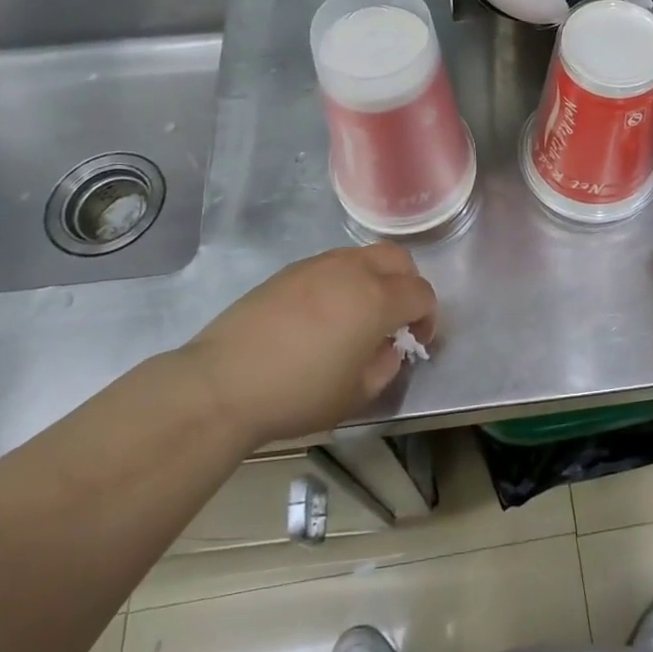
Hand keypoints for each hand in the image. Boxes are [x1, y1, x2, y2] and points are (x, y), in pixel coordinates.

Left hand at [185, 244, 437, 443]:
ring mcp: (319, 265)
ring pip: (364, 256)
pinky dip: (343, 281)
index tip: (417, 341)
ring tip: (358, 315)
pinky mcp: (290, 271)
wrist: (223, 383)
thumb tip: (389, 347)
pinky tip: (324, 314)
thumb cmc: (298, 394)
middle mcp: (353, 270)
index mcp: (377, 299)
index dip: (428, 317)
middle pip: (398, 259)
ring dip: (375, 278)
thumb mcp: (356, 395)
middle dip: (407, 284)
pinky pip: (332, 265)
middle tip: (396, 318)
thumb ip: (386, 365)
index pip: (421, 293)